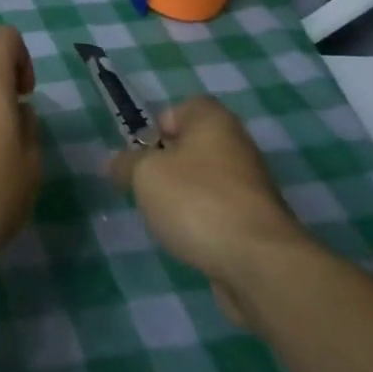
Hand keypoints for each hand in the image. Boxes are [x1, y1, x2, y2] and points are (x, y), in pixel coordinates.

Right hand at [108, 96, 310, 326]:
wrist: (257, 262)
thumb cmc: (196, 200)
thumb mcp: (144, 174)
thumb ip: (126, 164)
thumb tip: (115, 162)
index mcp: (213, 121)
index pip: (182, 108)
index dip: (157, 127)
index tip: (141, 154)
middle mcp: (237, 146)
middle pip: (192, 146)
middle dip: (165, 166)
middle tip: (145, 186)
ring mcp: (250, 186)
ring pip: (203, 181)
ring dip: (181, 196)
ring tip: (163, 217)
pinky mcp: (255, 222)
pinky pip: (217, 211)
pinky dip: (200, 222)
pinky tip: (188, 239)